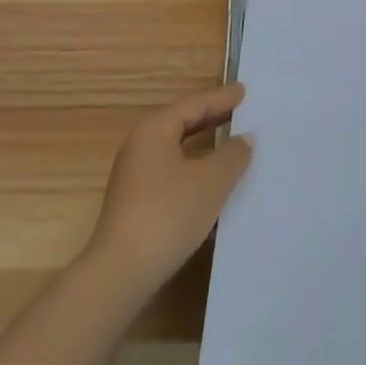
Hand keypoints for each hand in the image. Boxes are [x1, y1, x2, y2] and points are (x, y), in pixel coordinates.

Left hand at [83, 83, 252, 303]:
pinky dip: (195, 172)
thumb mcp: (211, 181)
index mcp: (155, 129)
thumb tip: (244, 139)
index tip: (245, 91)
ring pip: (178, 151)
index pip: (195, 104)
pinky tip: (213, 186)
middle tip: (242, 112)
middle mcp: (140, 145)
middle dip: (213, 119)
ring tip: (233, 147)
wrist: (120, 273)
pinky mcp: (135, 203)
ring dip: (205, 149)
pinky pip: (172, 174)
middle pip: (183, 123)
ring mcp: (134, 176)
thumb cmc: (168, 214)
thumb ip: (233, 154)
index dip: (222, 98)